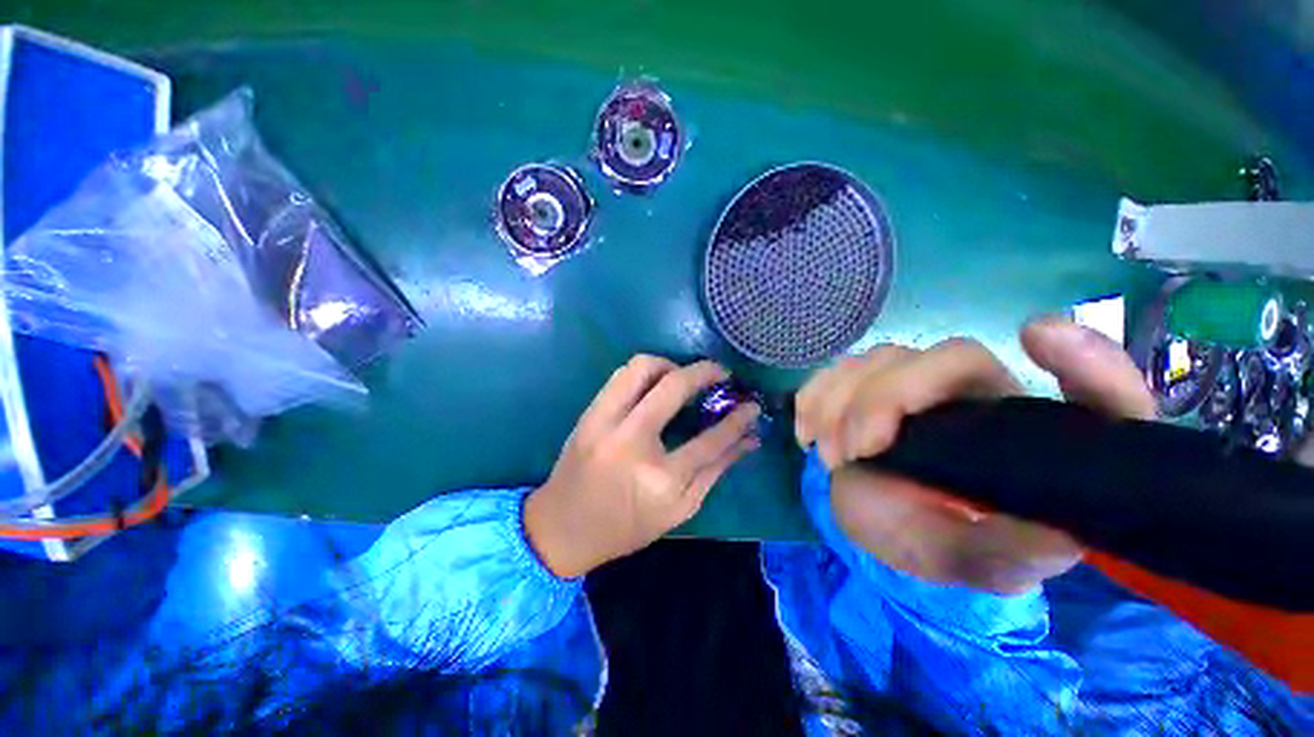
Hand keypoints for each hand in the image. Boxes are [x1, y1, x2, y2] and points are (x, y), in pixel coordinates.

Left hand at [525, 356, 760, 577]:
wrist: (562, 528)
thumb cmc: (626, 527)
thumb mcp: (679, 509)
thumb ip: (716, 469)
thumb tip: (750, 438)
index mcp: (659, 479)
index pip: (710, 438)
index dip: (737, 418)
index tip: (751, 403)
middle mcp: (631, 442)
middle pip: (673, 386)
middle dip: (705, 371)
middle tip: (721, 374)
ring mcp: (605, 423)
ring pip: (640, 367)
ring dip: (669, 365)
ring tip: (684, 378)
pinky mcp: (588, 414)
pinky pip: (620, 376)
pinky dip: (645, 372)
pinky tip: (655, 386)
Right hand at [794, 317, 1155, 593]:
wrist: (884, 525)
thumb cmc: (942, 542)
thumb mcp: (977, 563)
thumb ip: (1012, 553)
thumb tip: (1057, 534)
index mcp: (1035, 440)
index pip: (1095, 392)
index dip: (1083, 360)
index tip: (1033, 336)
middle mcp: (983, 398)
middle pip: (950, 357)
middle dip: (888, 397)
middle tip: (853, 451)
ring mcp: (919, 385)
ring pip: (882, 357)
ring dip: (841, 400)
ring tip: (828, 454)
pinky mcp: (871, 385)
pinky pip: (838, 369)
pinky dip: (815, 394)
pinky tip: (807, 431)